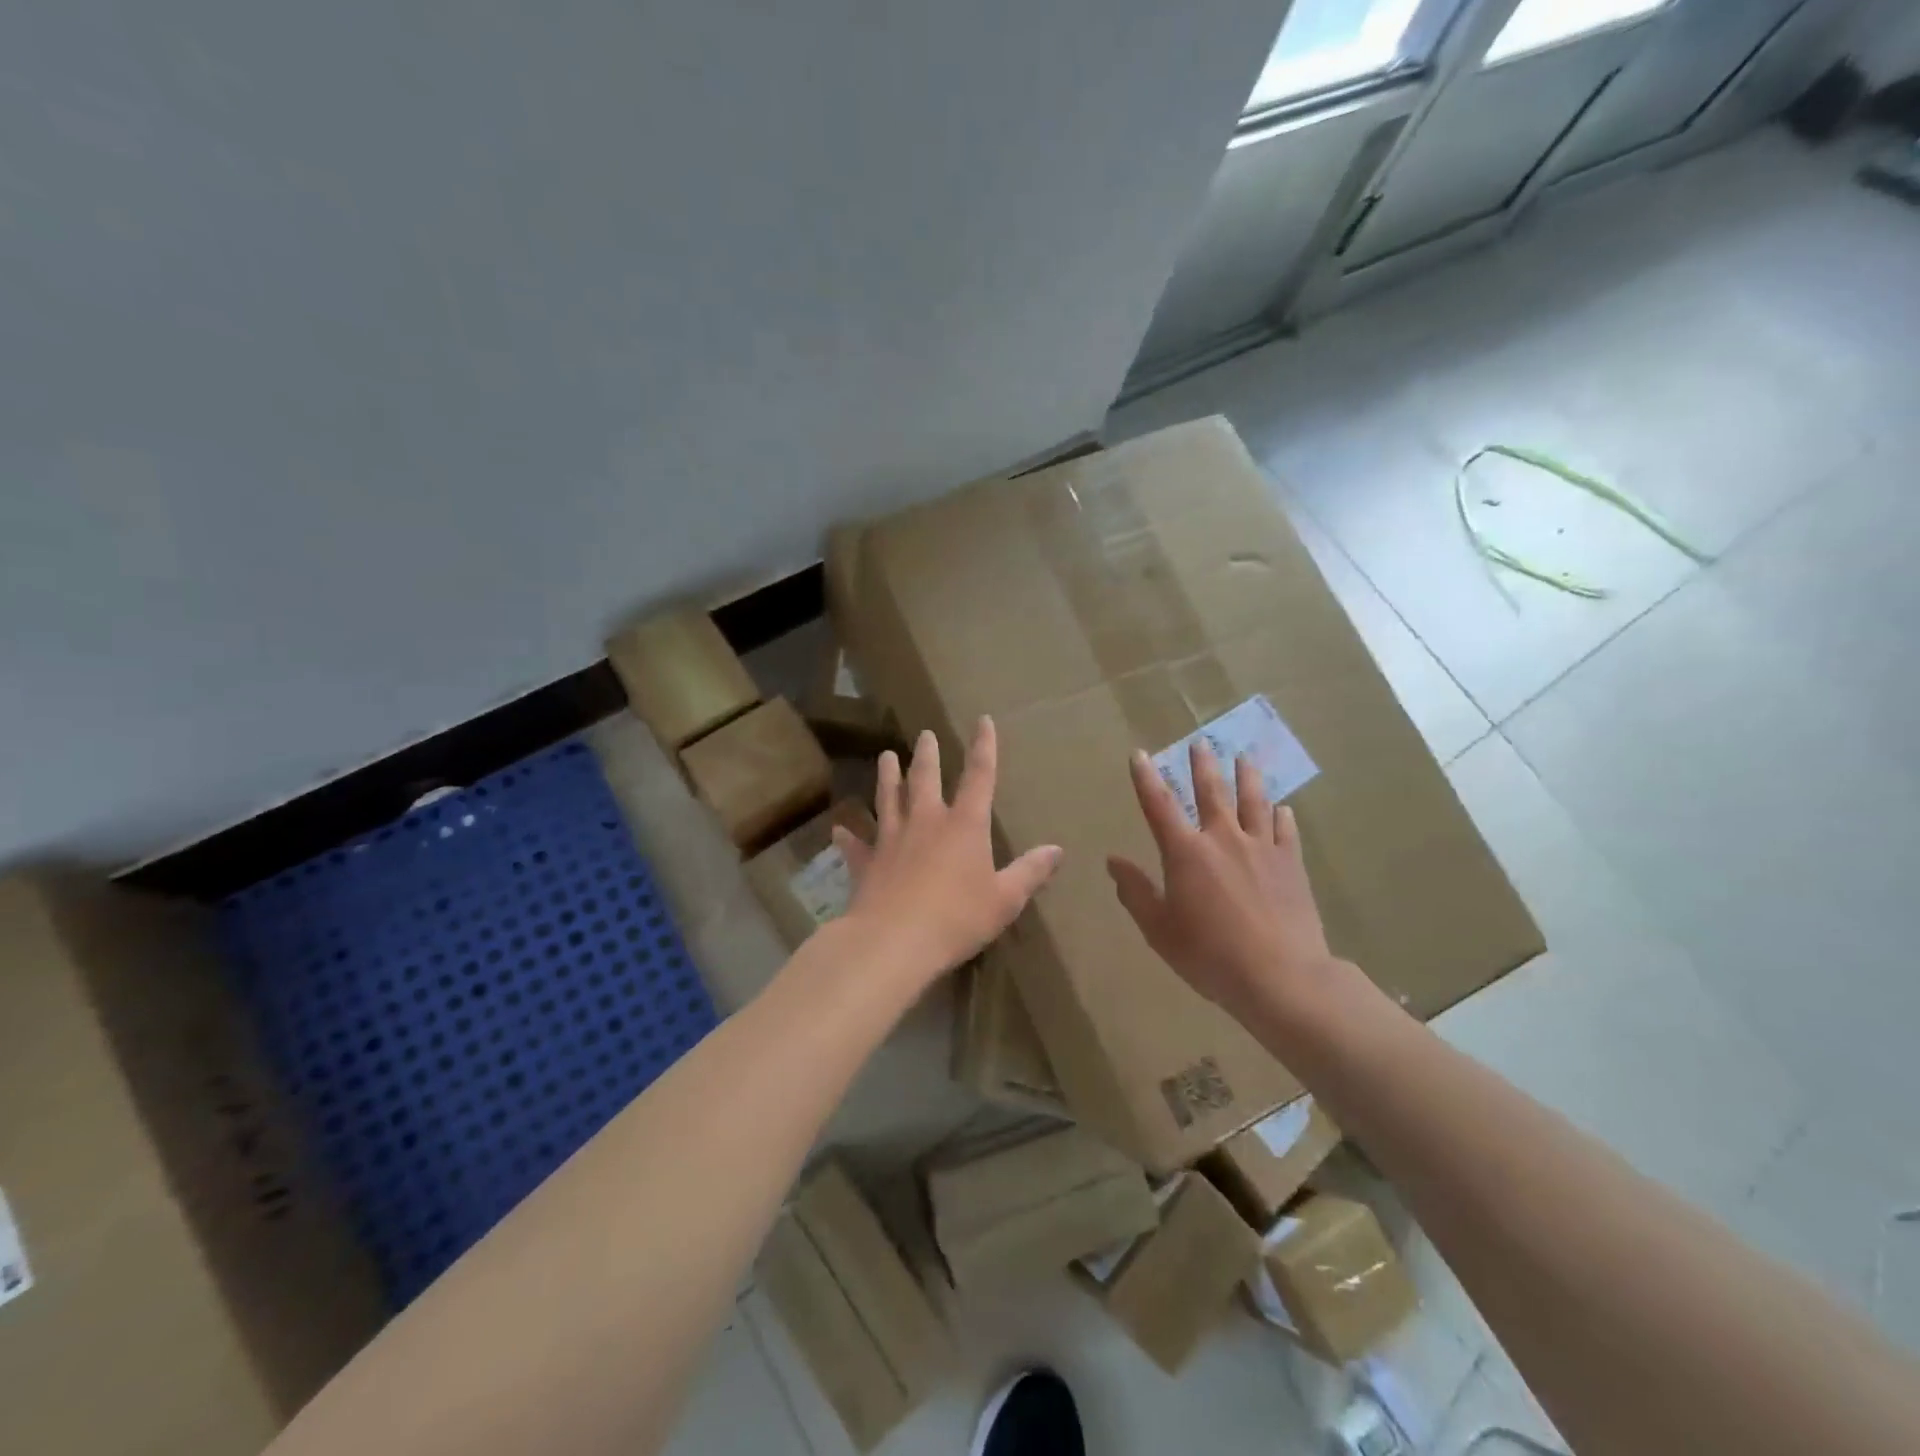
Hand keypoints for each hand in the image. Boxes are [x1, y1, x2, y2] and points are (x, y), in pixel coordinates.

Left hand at [833, 718, 1062, 988]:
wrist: (894, 941)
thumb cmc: (957, 918)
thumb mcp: (1005, 899)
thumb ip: (1030, 872)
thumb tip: (1057, 849)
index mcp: (964, 825)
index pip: (979, 777)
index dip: (984, 747)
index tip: (983, 721)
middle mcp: (926, 822)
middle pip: (926, 779)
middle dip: (928, 755)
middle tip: (925, 735)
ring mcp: (892, 839)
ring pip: (888, 799)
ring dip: (887, 777)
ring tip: (886, 757)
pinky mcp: (866, 862)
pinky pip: (855, 845)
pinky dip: (847, 836)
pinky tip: (838, 828)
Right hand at [1107, 740, 1338, 1022]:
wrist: (1281, 977)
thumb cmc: (1210, 955)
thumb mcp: (1159, 929)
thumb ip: (1135, 892)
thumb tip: (1113, 861)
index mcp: (1186, 853)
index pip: (1159, 805)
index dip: (1146, 778)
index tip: (1139, 754)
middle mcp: (1223, 839)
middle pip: (1211, 791)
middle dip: (1202, 764)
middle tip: (1201, 742)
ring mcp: (1262, 848)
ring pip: (1253, 801)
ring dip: (1247, 776)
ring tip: (1244, 757)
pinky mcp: (1292, 864)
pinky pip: (1286, 830)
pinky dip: (1282, 816)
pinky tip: (1283, 809)